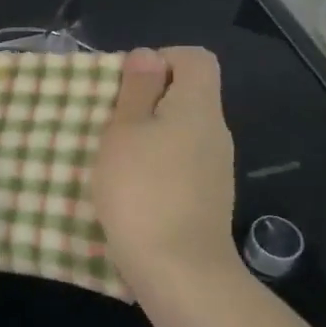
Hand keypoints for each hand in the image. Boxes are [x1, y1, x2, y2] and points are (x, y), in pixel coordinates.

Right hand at [93, 47, 240, 287]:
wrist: (179, 271)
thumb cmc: (142, 190)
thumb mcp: (124, 131)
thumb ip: (137, 90)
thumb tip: (148, 55)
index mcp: (198, 107)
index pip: (196, 58)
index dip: (161, 59)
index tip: (127, 84)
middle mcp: (215, 131)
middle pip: (189, 94)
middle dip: (148, 99)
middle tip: (110, 119)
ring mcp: (216, 167)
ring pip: (182, 130)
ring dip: (150, 134)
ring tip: (115, 155)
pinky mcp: (208, 197)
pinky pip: (182, 162)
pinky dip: (158, 164)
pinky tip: (132, 187)